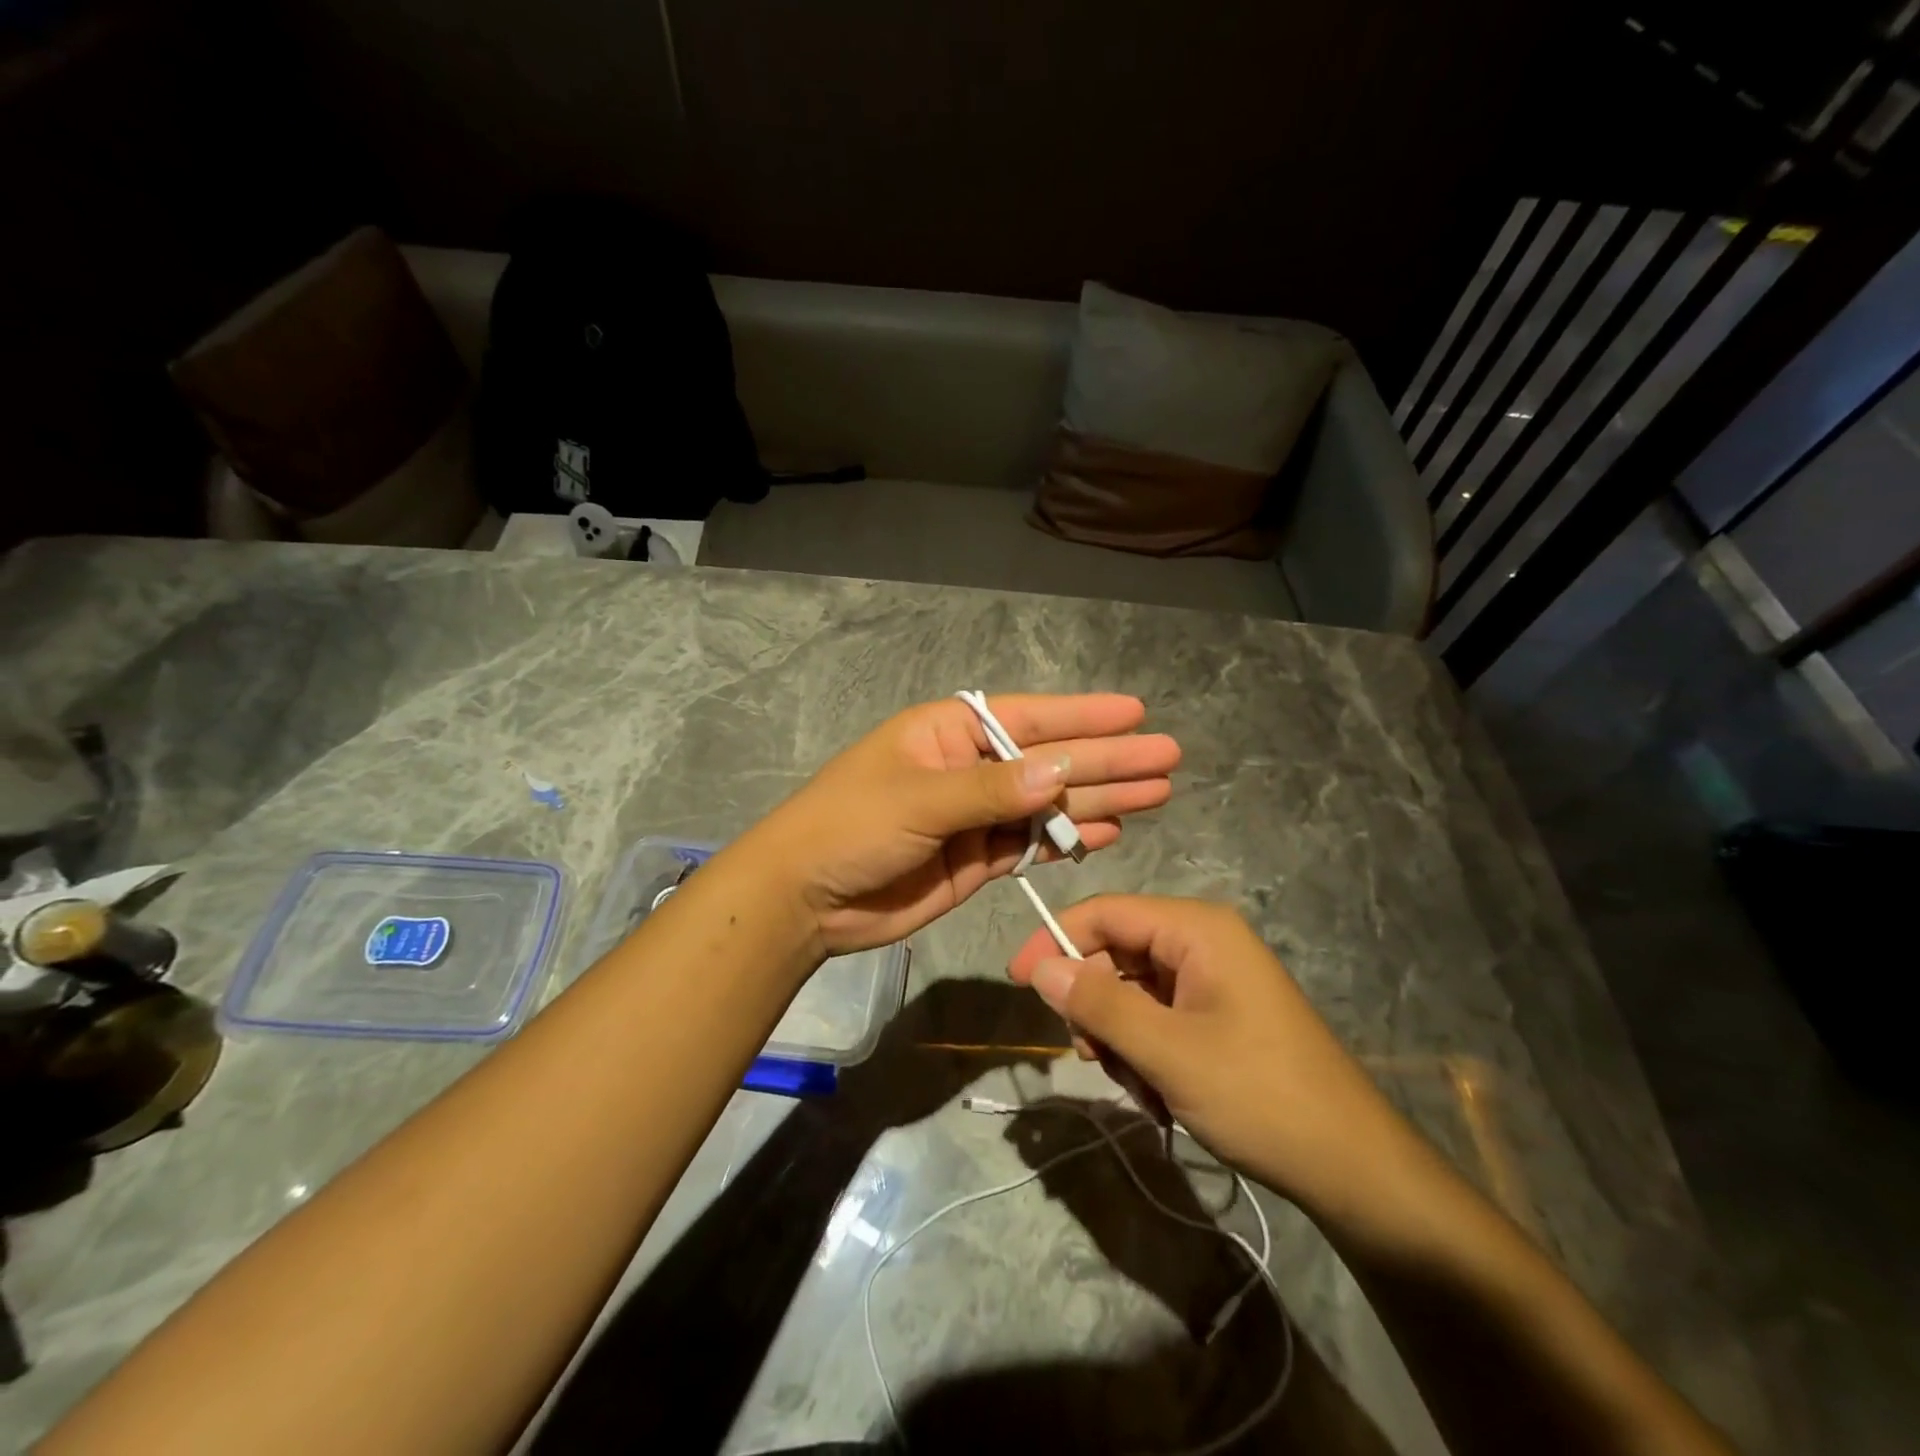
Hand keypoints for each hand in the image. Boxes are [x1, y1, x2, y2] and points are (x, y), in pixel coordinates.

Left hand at [740, 695, 1179, 955]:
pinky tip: (1108, 833)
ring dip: (1099, 800)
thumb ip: (991, 790)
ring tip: (1157, 794)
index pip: (1029, 719)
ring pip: (1049, 804)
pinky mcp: (978, 859)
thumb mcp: (919, 799)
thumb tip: (1061, 770)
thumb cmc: (851, 826)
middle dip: (1107, 760)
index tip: (1136, 714)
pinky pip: (1032, 843)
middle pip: (1050, 761)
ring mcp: (976, 816)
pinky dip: (1067, 839)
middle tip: (1167, 758)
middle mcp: (970, 768)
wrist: (806, 899)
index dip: (1084, 717)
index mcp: (950, 733)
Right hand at [1007, 895, 1413, 1213]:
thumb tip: (1039, 967)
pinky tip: (1157, 1094)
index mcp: (1196, 929)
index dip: (1055, 940)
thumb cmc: (1260, 1097)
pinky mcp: (1217, 1015)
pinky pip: (1156, 1016)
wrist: (1354, 1169)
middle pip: (1116, 952)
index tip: (1017, 981)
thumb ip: (1099, 1003)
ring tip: (1137, 1087)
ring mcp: (1212, 980)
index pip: (1105, 912)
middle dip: (1095, 1004)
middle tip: (1088, 1057)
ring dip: (1118, 1037)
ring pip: (1132, 990)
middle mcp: (1203, 942)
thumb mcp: (1168, 1051)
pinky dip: (1143, 1051)